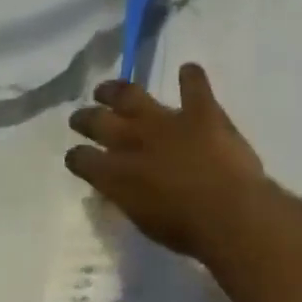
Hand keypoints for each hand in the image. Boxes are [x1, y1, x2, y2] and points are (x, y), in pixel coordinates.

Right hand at [64, 63, 271, 260]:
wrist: (227, 214)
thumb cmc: (184, 231)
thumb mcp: (144, 222)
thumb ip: (129, 199)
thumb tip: (122, 189)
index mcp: (117, 176)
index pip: (84, 160)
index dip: (77, 158)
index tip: (74, 157)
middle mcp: (134, 142)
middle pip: (99, 122)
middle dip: (85, 119)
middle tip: (79, 117)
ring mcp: (166, 122)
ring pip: (131, 96)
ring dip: (116, 91)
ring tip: (107, 88)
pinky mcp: (201, 112)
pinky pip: (193, 85)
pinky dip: (190, 77)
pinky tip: (187, 70)